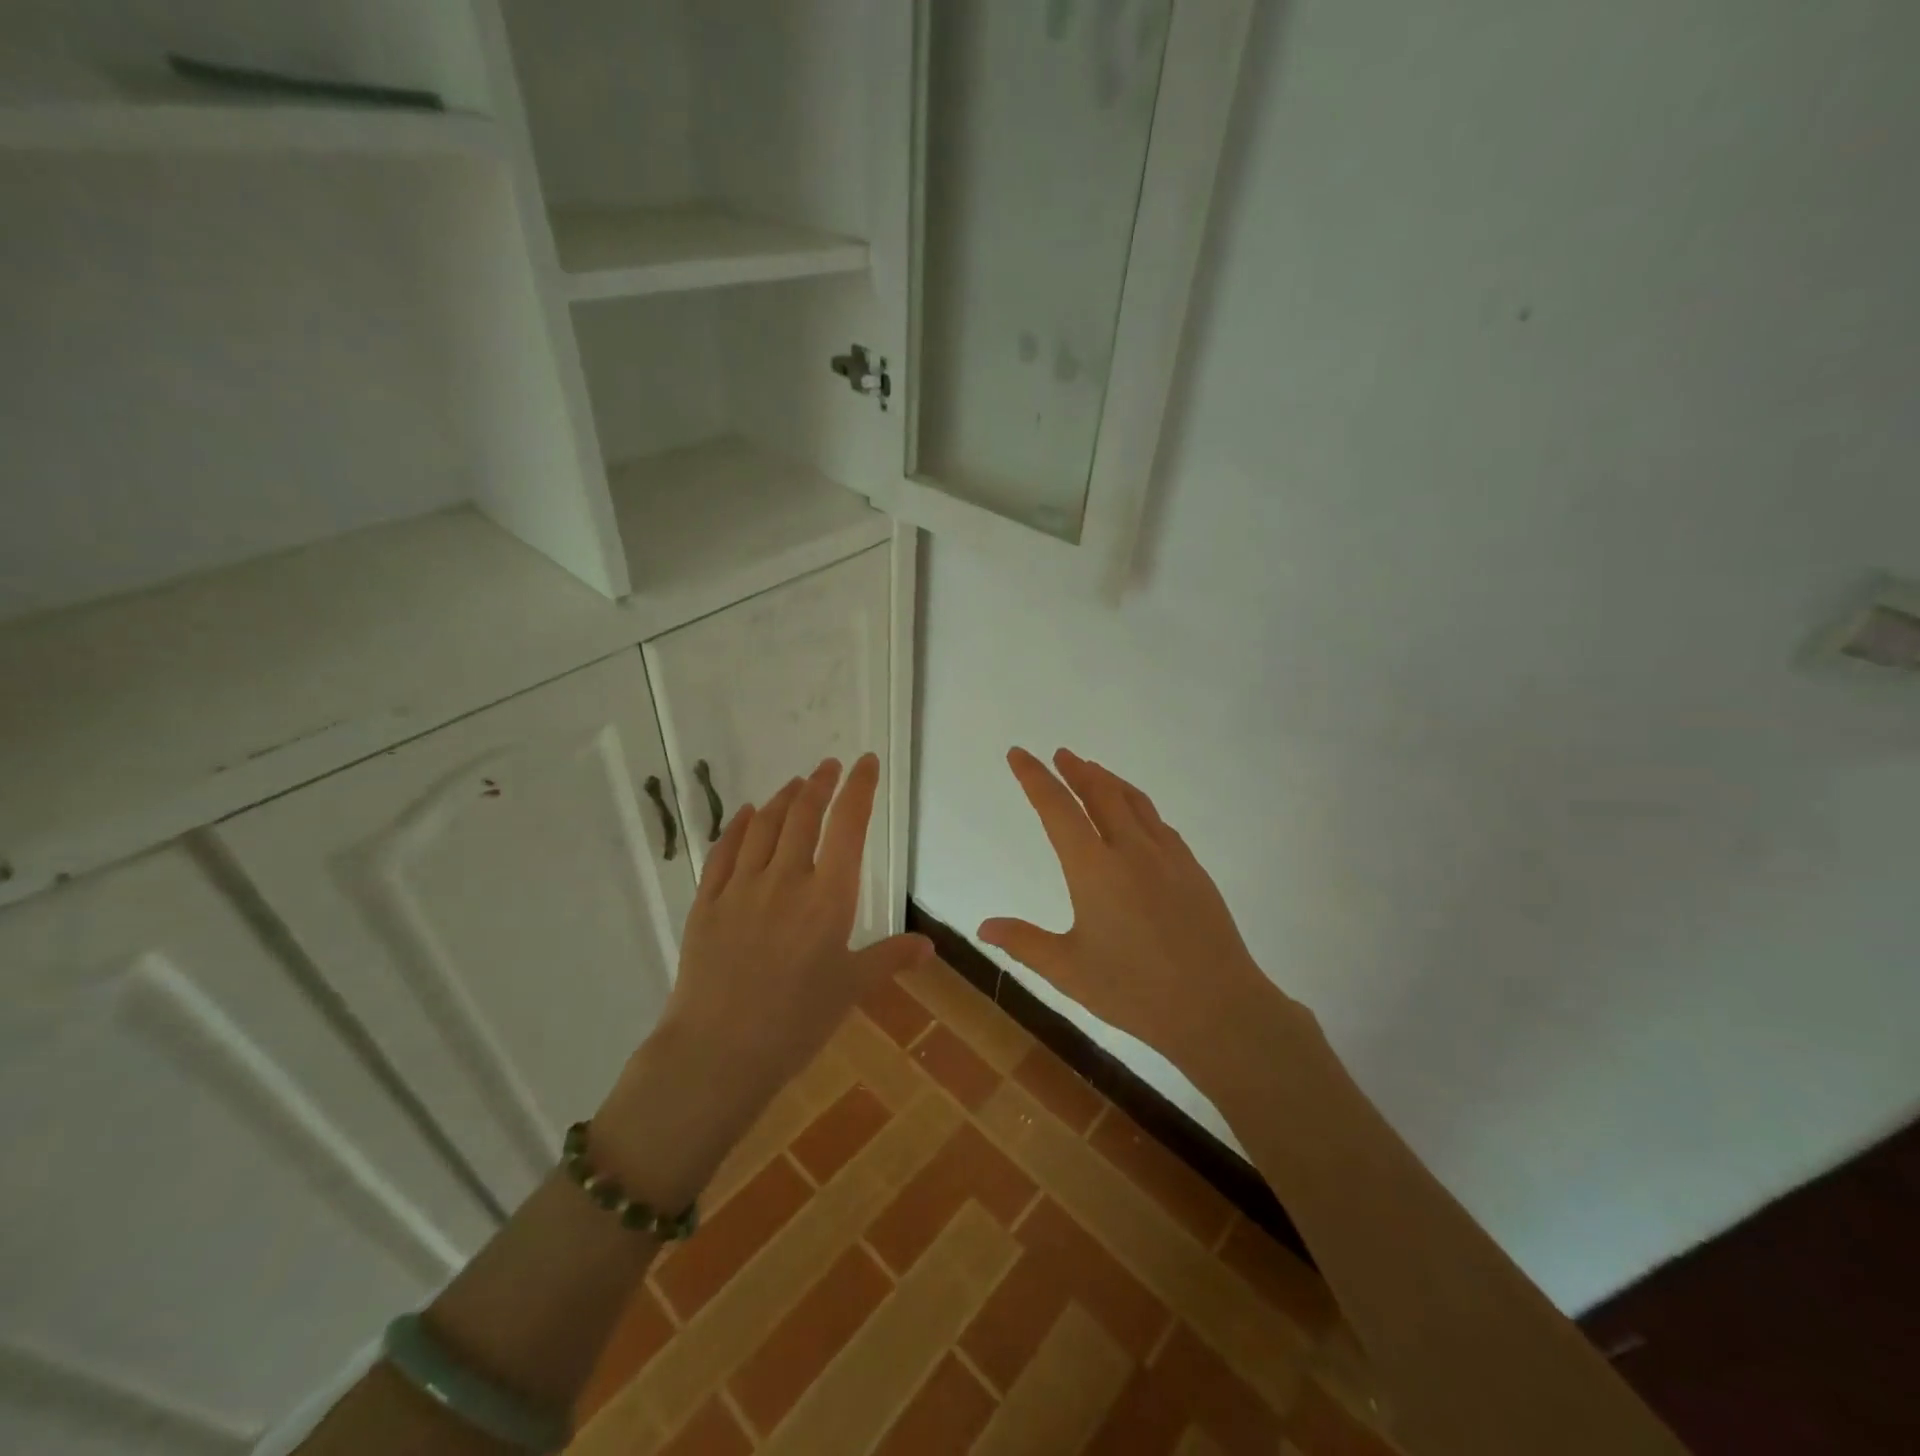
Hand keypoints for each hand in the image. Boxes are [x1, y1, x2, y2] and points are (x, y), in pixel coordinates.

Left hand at [601, 756, 929, 1172]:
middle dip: (820, 784)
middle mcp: (786, 878)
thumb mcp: (851, 989)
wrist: (718, 1051)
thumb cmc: (796, 1022)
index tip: (866, 763)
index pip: (849, 826)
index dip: (859, 788)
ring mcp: (742, 887)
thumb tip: (930, 947)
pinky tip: (747, 814)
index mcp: (829, 897)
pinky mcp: (708, 901)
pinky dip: (739, 825)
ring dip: (783, 798)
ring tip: (796, 784)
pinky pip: (724, 850)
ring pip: (765, 825)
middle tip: (829, 767)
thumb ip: (890, 958)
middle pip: (804, 814)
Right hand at [980, 748, 1289, 1065]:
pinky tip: (1138, 816)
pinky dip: (1139, 806)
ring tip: (1094, 770)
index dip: (1034, 778)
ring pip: (1134, 801)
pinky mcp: (1193, 869)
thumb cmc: (1134, 991)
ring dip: (1109, 780)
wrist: (1218, 1007)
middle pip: (1100, 793)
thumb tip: (983, 926)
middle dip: (1076, 769)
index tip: (1019, 753)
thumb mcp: (1068, 971)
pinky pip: (1159, 823)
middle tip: (1060, 754)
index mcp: (1094, 869)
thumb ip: (1024, 943)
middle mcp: (1131, 850)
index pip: (1057, 808)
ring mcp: (1168, 856)